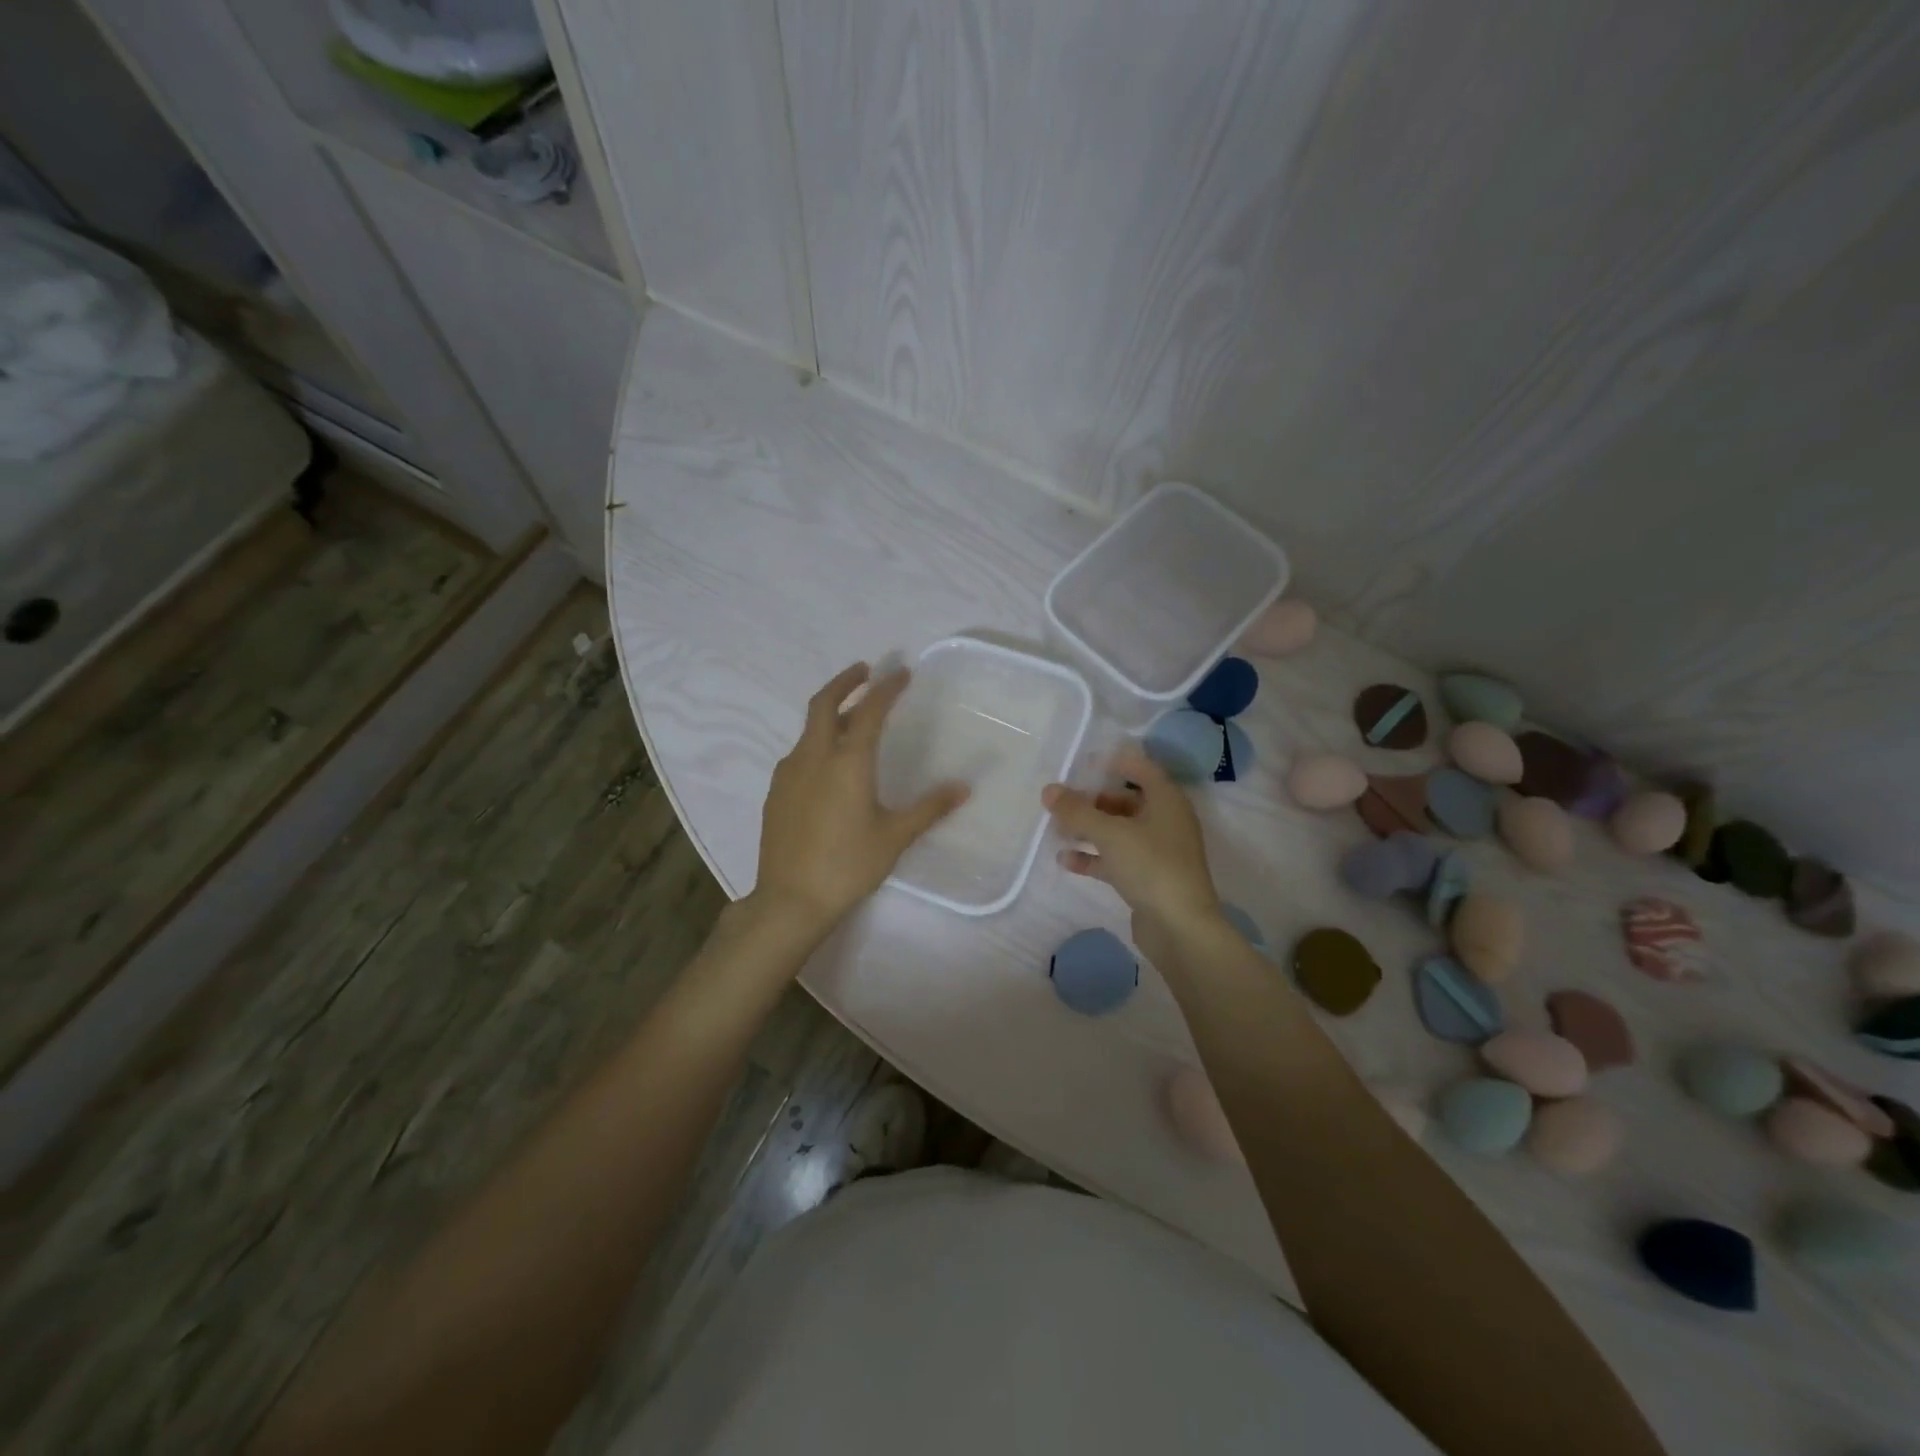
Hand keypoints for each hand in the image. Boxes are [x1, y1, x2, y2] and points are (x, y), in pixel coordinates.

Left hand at [748, 662, 968, 941]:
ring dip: (829, 713)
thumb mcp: (895, 837)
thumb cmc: (848, 866)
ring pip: (808, 729)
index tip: (901, 672)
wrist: (790, 900)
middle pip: (824, 703)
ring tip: (850, 718)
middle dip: (845, 681)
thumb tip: (963, 788)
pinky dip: (816, 742)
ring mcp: (788, 774)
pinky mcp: (775, 792)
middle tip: (864, 671)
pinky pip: (798, 754)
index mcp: (847, 762)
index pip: (869, 710)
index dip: (886, 688)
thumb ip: (929, 808)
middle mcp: (813, 757)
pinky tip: (827, 764)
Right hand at [1042, 744, 1222, 966]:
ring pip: (1118, 831)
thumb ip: (1077, 811)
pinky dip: (1093, 856)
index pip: (1141, 768)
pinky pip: (1116, 858)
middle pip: (1126, 800)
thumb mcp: (1110, 834)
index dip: (1113, 762)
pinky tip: (1065, 859)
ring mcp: (1157, 851)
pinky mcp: (1147, 878)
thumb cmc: (1151, 866)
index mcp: (1166, 800)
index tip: (1082, 764)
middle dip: (1092, 800)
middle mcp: (1165, 821)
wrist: (1181, 928)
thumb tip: (1048, 790)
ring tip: (1056, 829)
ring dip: (1089, 829)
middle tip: (1061, 802)